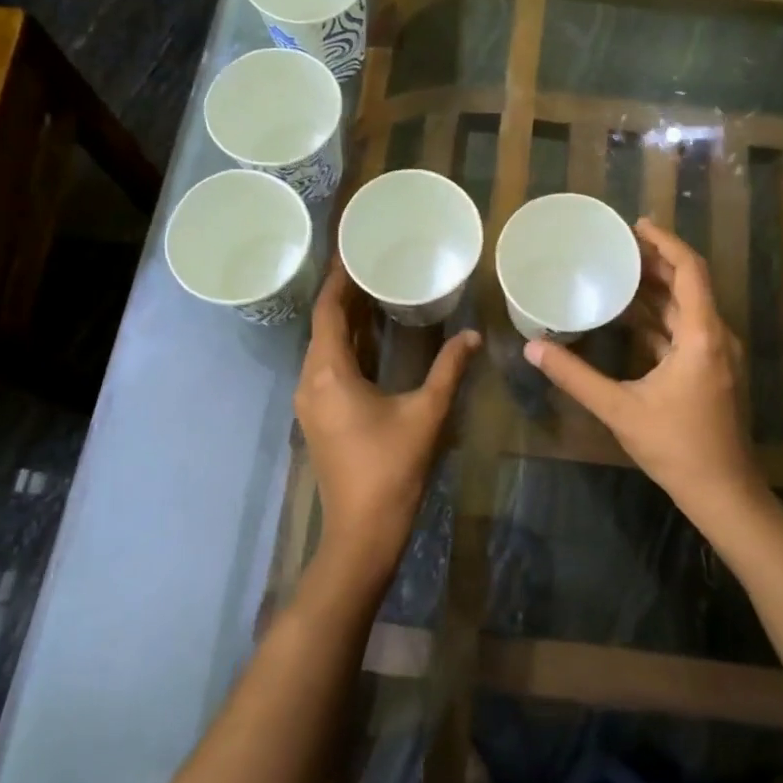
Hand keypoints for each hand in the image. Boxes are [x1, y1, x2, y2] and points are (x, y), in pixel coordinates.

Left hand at [294, 263, 480, 581]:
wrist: (362, 531)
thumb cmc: (391, 468)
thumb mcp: (426, 413)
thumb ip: (449, 370)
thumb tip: (472, 335)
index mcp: (330, 374)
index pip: (328, 312)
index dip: (339, 280)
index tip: (353, 252)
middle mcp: (311, 382)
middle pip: (323, 327)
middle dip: (344, 297)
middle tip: (373, 267)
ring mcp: (310, 402)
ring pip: (323, 348)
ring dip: (344, 322)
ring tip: (374, 294)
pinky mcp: (317, 417)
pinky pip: (326, 368)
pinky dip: (345, 347)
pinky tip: (370, 340)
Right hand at [526, 219, 763, 534]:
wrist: (723, 492)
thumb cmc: (677, 447)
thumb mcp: (620, 410)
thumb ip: (576, 377)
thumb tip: (533, 350)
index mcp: (702, 336)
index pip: (690, 271)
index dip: (665, 243)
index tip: (635, 226)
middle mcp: (715, 337)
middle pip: (688, 284)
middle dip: (656, 262)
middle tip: (618, 246)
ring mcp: (716, 355)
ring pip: (686, 307)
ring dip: (657, 289)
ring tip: (619, 272)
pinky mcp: (710, 371)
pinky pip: (684, 330)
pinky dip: (659, 317)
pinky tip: (629, 317)